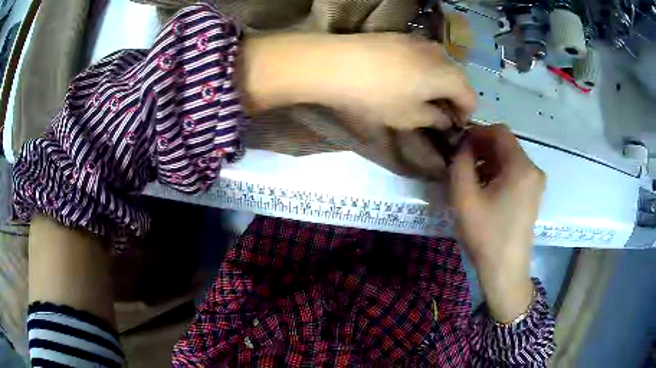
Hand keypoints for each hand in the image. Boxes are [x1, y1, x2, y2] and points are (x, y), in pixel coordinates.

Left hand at [242, 33, 475, 129]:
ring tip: (420, 97)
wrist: (336, 63)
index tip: (452, 127)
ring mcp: (420, 41)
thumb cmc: (378, 96)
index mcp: (449, 75)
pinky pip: (422, 56)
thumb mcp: (409, 117)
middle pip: (457, 79)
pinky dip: (423, 70)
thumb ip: (434, 119)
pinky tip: (405, 78)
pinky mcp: (400, 36)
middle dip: (452, 98)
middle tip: (437, 115)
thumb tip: (445, 119)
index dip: (465, 115)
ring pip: (440, 66)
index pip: (470, 97)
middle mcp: (440, 53)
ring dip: (437, 83)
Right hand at [449, 124, 544, 321]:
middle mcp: (533, 169)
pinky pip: (515, 171)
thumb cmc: (486, 235)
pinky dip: (499, 171)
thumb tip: (462, 145)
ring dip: (489, 159)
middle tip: (461, 159)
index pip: (500, 132)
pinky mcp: (534, 194)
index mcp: (521, 167)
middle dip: (482, 146)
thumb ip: (460, 163)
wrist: (505, 270)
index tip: (458, 143)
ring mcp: (536, 182)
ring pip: (510, 157)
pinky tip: (485, 186)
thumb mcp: (464, 197)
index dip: (477, 132)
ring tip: (470, 174)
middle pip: (506, 144)